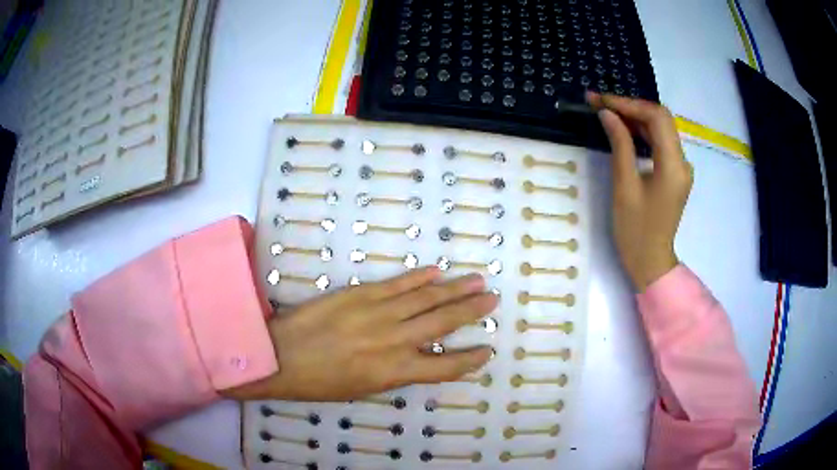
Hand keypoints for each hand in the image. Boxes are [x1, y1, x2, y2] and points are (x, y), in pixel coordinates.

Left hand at [223, 267, 495, 400]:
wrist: (279, 355)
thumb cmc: (317, 382)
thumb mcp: (361, 389)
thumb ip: (394, 374)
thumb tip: (418, 360)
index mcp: (393, 373)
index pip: (444, 367)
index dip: (469, 359)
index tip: (486, 349)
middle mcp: (393, 341)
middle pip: (442, 323)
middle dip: (470, 311)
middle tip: (492, 299)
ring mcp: (377, 313)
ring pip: (425, 299)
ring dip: (453, 290)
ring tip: (476, 282)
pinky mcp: (359, 293)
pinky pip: (396, 284)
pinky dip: (418, 277)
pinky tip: (436, 272)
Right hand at [587, 92, 692, 291]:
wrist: (650, 262)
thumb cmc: (635, 230)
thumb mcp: (624, 186)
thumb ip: (620, 145)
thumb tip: (607, 114)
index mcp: (674, 166)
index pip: (657, 118)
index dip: (628, 104)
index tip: (601, 100)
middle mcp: (683, 162)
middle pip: (661, 119)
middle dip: (631, 107)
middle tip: (601, 103)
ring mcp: (681, 167)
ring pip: (661, 129)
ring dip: (635, 117)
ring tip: (607, 112)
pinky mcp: (675, 173)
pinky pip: (661, 143)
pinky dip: (642, 132)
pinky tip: (623, 129)